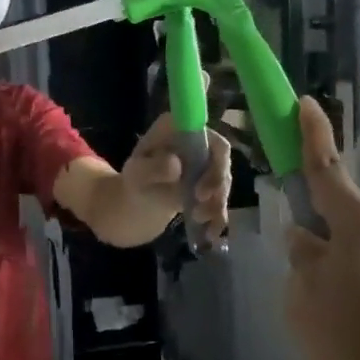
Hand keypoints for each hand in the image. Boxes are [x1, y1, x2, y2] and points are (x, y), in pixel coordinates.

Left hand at [122, 112, 232, 235]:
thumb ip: (153, 168)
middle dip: (216, 183)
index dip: (214, 155)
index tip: (203, 185)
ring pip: (223, 179)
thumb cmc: (135, 181)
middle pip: (220, 157)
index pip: (205, 132)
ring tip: (199, 219)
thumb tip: (176, 165)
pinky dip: (219, 215)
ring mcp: (206, 162)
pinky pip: (221, 197)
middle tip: (201, 202)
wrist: (136, 202)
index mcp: (177, 128)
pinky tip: (212, 232)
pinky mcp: (210, 184)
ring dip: (216, 201)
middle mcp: (197, 140)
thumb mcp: (136, 174)